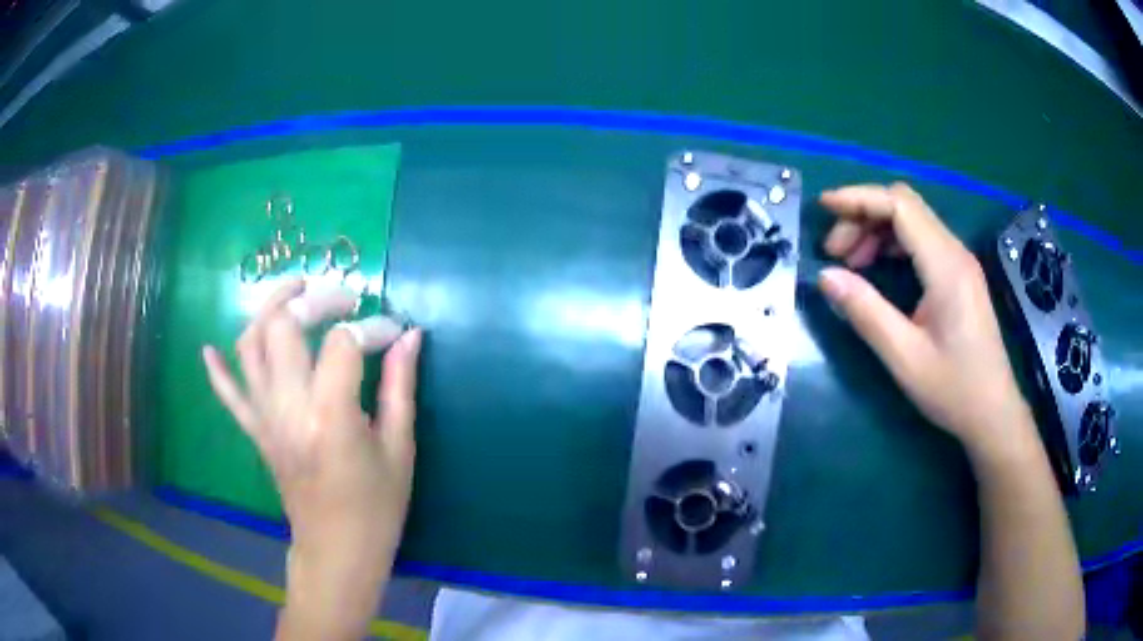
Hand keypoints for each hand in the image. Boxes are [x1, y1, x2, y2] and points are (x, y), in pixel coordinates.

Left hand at [201, 279, 422, 638]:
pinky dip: (217, 369)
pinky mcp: (255, 431)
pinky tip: (210, 347)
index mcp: (330, 416)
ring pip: (250, 346)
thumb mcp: (399, 449)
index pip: (344, 343)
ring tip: (294, 293)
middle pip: (284, 326)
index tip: (394, 333)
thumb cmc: (377, 507)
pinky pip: (228, 395)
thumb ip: (401, 386)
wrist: (337, 550)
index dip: (373, 328)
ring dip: (268, 310)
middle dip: (314, 298)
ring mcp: (265, 418)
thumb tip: (409, 336)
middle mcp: (288, 407)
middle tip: (342, 297)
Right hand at [817, 183, 1031, 455]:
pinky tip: (877, 268)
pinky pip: (921, 240)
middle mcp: (955, 252)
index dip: (858, 198)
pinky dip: (892, 243)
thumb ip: (866, 312)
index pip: (899, 205)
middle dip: (863, 215)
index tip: (824, 207)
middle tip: (834, 252)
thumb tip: (825, 276)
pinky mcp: (959, 275)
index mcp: (945, 266)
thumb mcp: (905, 357)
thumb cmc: (954, 389)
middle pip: (904, 205)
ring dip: (876, 229)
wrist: (993, 413)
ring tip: (850, 263)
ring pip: (912, 220)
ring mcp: (959, 261)